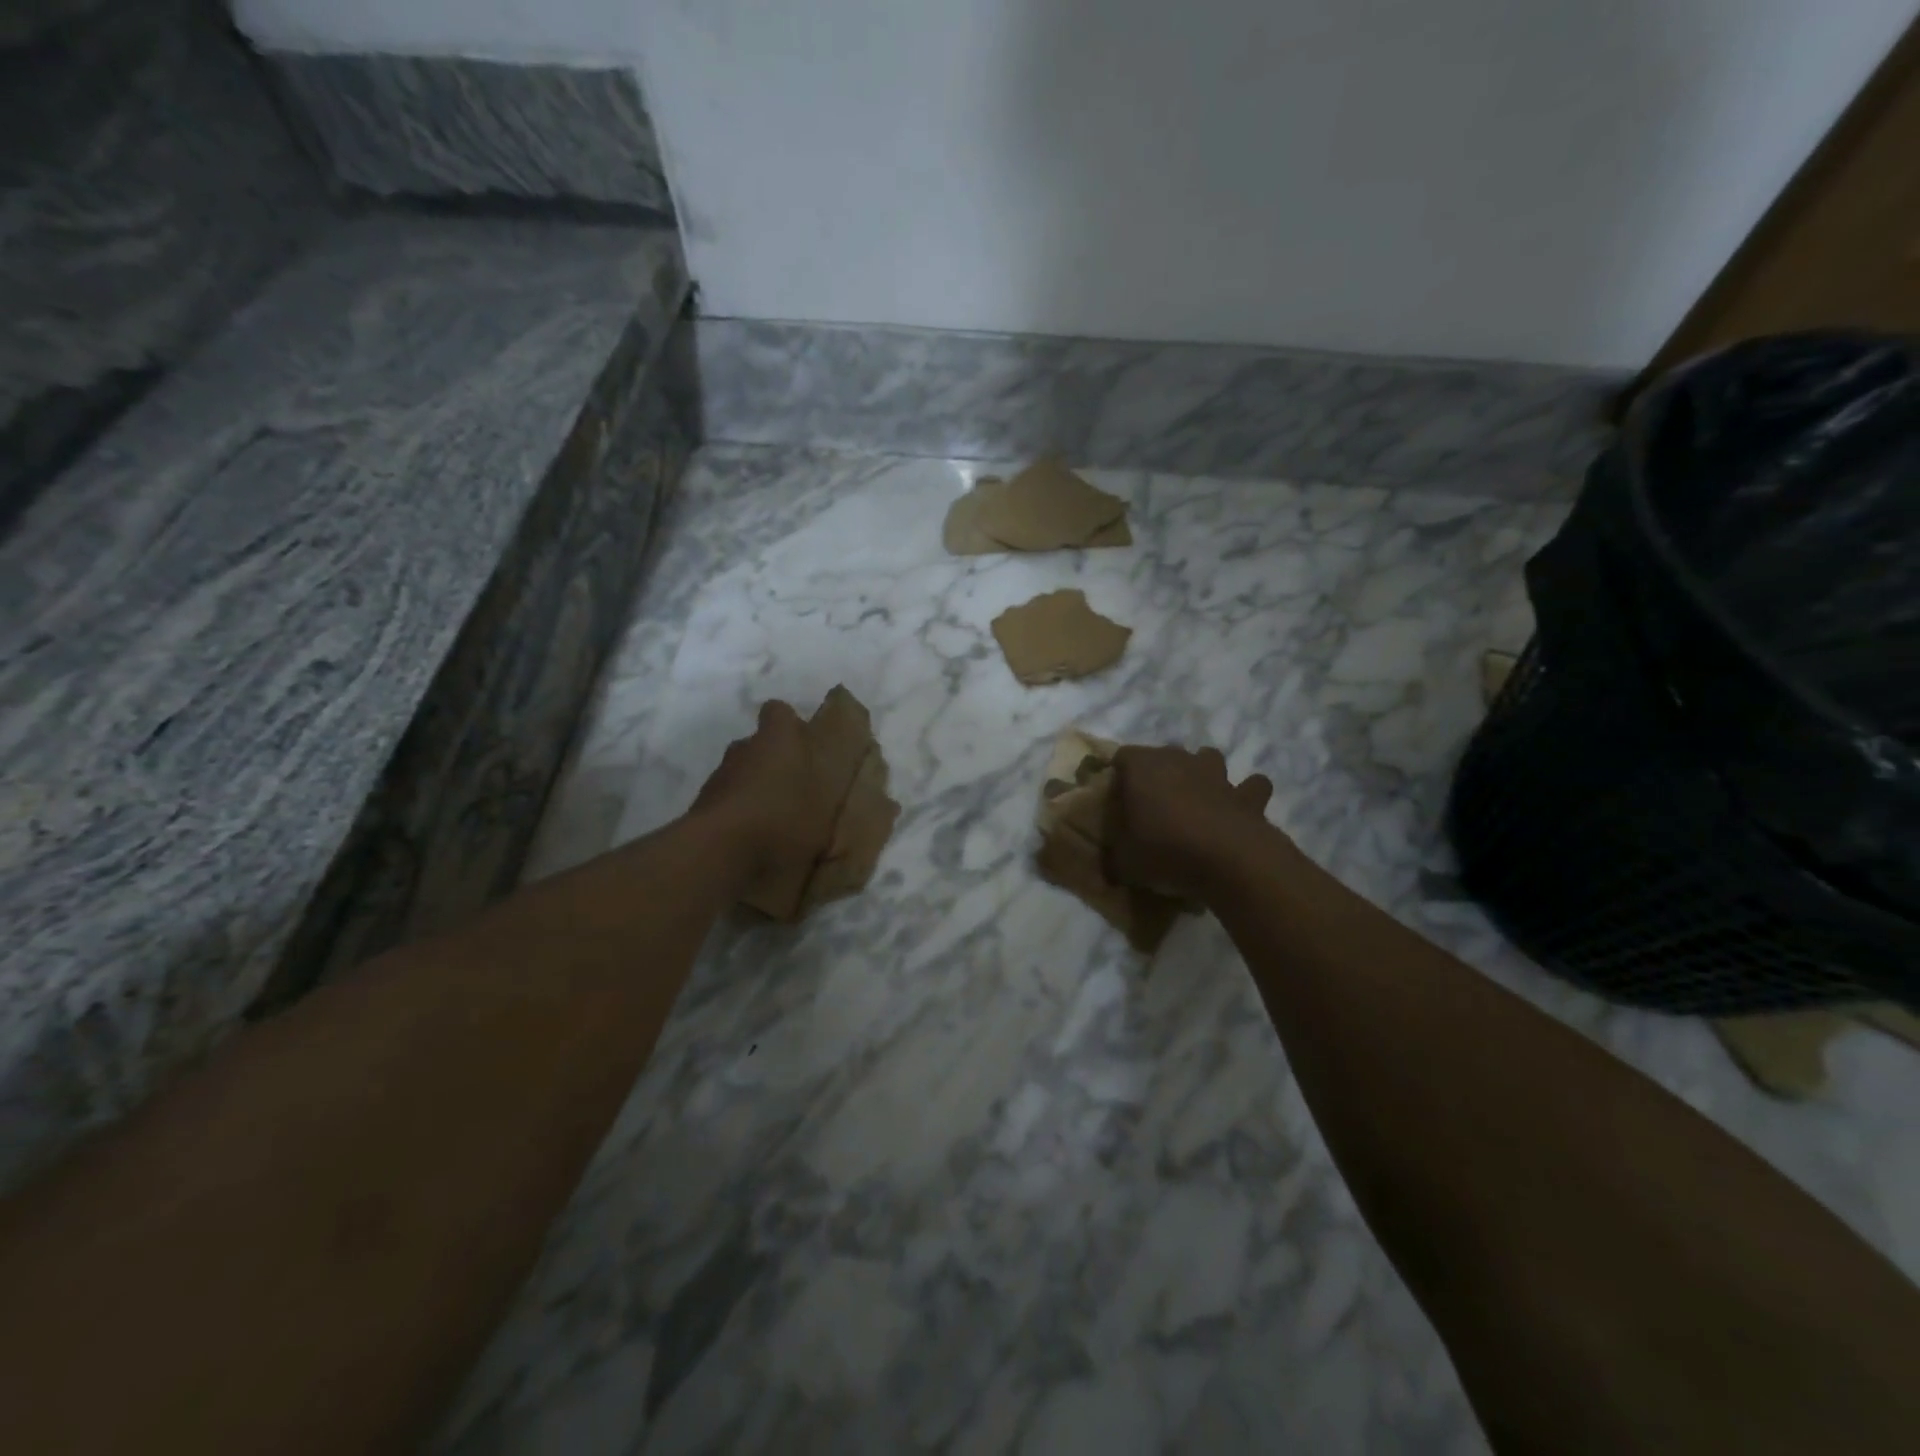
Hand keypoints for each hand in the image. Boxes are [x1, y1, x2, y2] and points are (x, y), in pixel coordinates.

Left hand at [690, 700, 829, 889]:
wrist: (719, 852)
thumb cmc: (783, 820)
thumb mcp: (826, 815)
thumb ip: (835, 801)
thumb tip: (854, 800)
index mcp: (779, 739)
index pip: (779, 712)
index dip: (789, 725)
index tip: (804, 745)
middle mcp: (745, 748)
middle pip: (758, 743)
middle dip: (773, 759)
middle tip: (793, 788)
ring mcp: (719, 775)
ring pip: (740, 771)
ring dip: (753, 786)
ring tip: (772, 817)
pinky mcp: (702, 803)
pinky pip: (726, 798)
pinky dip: (737, 810)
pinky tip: (752, 836)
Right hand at [1105, 745, 1275, 900]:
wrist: (1230, 861)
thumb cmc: (1166, 851)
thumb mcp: (1124, 860)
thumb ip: (1116, 852)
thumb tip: (1113, 858)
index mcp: (1142, 767)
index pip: (1121, 758)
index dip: (1118, 777)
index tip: (1117, 802)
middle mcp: (1179, 760)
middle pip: (1163, 754)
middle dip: (1157, 774)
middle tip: (1152, 806)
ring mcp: (1217, 774)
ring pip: (1207, 758)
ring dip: (1201, 774)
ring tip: (1195, 800)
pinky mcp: (1248, 794)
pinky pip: (1249, 786)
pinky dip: (1244, 795)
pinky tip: (1237, 811)